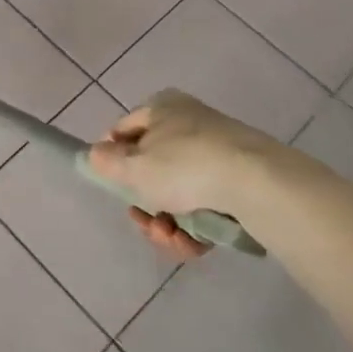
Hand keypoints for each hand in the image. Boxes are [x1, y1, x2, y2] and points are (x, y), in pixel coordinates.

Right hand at [86, 90, 301, 259]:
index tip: (112, 187)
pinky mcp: (240, 181)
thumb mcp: (133, 167)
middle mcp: (189, 123)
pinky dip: (195, 227)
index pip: (124, 130)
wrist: (257, 184)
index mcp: (161, 107)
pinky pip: (205, 204)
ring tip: (171, 238)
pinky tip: (193, 244)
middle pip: (152, 168)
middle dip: (144, 204)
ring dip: (167, 222)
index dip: (112, 158)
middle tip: (144, 222)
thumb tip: (95, 154)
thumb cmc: (184, 166)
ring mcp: (217, 152)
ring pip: (178, 192)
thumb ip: (107, 163)